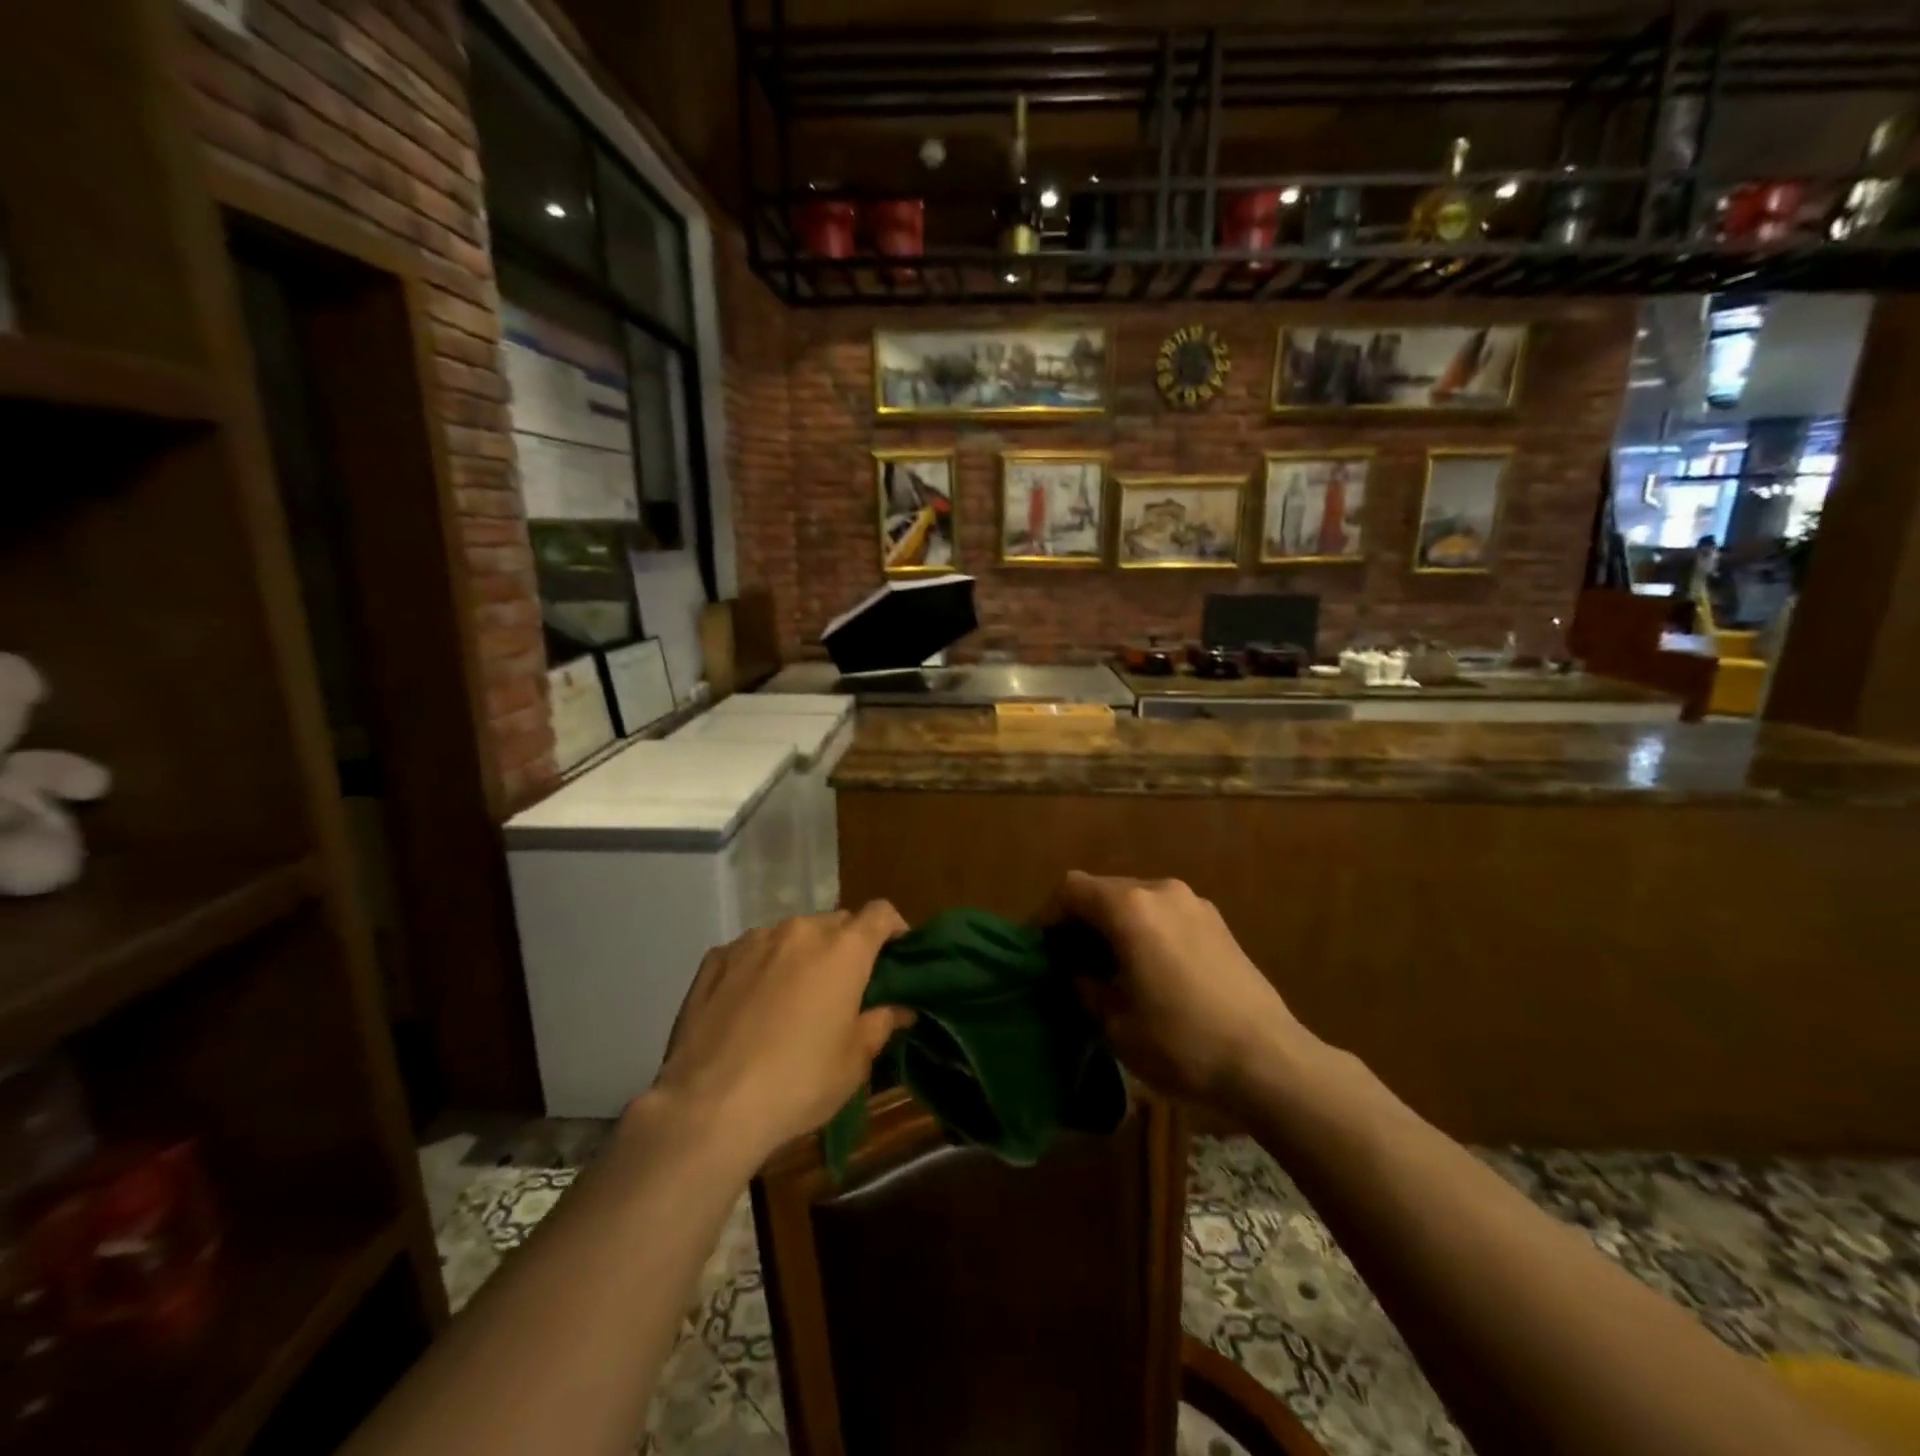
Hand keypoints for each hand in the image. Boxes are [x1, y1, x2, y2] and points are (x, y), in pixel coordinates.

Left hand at [651, 903, 914, 1163]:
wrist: (708, 1106)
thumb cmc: (798, 1082)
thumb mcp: (854, 1062)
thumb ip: (881, 1024)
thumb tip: (901, 1008)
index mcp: (843, 949)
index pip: (881, 913)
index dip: (894, 928)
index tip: (896, 954)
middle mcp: (800, 931)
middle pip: (836, 924)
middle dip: (847, 947)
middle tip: (845, 988)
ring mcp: (753, 940)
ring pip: (791, 936)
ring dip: (802, 956)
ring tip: (793, 999)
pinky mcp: (715, 958)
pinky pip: (752, 952)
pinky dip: (762, 967)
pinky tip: (751, 1006)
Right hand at [1061, 871, 1309, 1111]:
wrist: (1269, 1061)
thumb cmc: (1181, 1042)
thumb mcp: (1115, 1023)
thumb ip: (1085, 987)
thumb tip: (1077, 974)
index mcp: (1130, 908)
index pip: (1071, 889)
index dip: (1048, 915)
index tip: (1042, 950)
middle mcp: (1161, 891)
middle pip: (1104, 890)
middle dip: (1082, 921)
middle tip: (1072, 963)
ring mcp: (1195, 903)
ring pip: (1137, 901)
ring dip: (1116, 926)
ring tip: (1113, 969)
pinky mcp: (1218, 923)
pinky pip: (1166, 914)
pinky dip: (1147, 931)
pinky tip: (1152, 971)